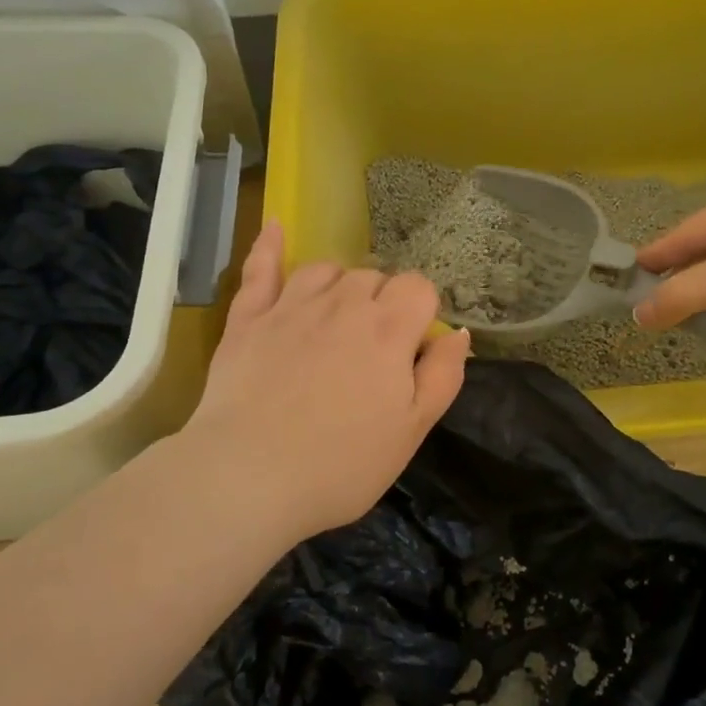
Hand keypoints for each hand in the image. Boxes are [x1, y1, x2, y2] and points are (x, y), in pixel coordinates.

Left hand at [180, 223, 469, 539]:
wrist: (249, 478)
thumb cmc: (342, 464)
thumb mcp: (413, 430)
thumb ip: (443, 375)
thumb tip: (458, 332)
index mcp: (388, 329)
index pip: (418, 288)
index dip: (420, 314)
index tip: (411, 351)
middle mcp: (343, 304)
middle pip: (374, 277)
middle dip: (382, 303)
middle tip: (373, 352)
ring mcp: (290, 306)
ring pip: (326, 269)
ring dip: (340, 285)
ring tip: (338, 317)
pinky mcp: (247, 319)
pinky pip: (260, 269)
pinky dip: (269, 246)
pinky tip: (276, 227)